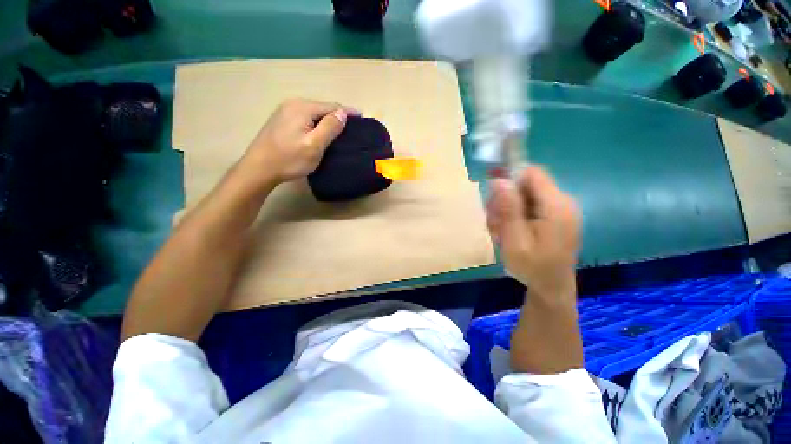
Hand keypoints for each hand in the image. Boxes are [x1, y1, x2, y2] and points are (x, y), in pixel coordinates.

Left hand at [241, 99, 357, 184]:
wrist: (259, 168)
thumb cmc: (289, 159)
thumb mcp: (314, 145)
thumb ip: (329, 127)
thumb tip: (343, 113)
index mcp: (302, 108)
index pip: (331, 106)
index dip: (347, 112)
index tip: (361, 116)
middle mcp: (293, 104)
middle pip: (322, 108)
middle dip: (338, 116)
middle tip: (352, 127)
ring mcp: (285, 112)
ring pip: (314, 113)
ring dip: (327, 120)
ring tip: (340, 130)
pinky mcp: (281, 121)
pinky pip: (306, 118)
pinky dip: (317, 123)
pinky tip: (321, 132)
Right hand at [486, 166, 580, 300]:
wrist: (550, 287)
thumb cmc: (532, 267)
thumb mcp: (514, 240)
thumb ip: (509, 209)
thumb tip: (499, 180)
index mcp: (556, 206)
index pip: (531, 173)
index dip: (509, 178)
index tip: (493, 196)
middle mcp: (561, 202)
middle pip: (525, 185)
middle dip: (504, 200)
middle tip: (494, 223)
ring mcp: (558, 209)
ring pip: (523, 196)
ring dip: (506, 210)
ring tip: (500, 232)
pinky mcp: (554, 216)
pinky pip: (529, 206)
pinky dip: (514, 216)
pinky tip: (508, 232)